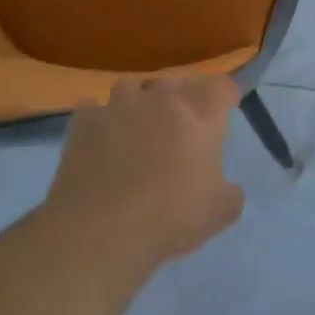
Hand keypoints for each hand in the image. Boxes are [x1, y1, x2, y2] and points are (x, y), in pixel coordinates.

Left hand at [41, 75, 244, 271]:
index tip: (225, 108)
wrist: (99, 233)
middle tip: (179, 122)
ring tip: (136, 124)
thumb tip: (230, 191)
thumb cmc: (169, 217)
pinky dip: (98, 120)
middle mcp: (162, 100)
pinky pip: (92, 109)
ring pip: (132, 86)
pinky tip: (99, 139)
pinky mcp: (83, 122)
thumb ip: (231, 195)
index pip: (221, 85)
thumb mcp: (218, 213)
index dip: (225, 94)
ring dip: (137, 100)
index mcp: (200, 115)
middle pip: (176, 81)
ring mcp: (119, 106)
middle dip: (180, 96)